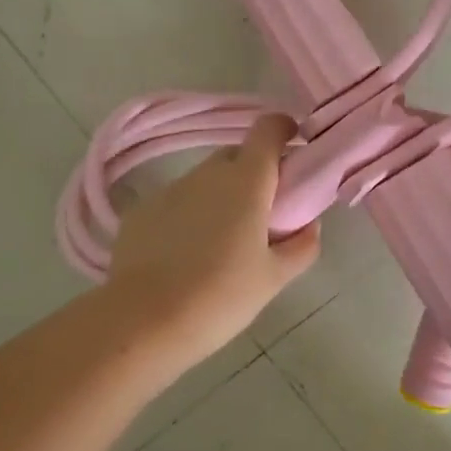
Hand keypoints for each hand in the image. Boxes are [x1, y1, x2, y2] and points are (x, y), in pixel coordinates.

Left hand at [106, 114, 319, 364]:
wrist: (144, 321)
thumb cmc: (221, 296)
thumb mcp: (273, 279)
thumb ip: (301, 246)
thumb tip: (310, 226)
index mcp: (246, 181)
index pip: (267, 129)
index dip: (283, 130)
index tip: (293, 149)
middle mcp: (206, 174)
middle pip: (236, 155)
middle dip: (253, 173)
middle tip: (262, 212)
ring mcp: (170, 189)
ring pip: (204, 180)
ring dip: (219, 196)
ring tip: (221, 241)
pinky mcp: (141, 211)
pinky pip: (175, 202)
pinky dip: (187, 215)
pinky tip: (184, 255)